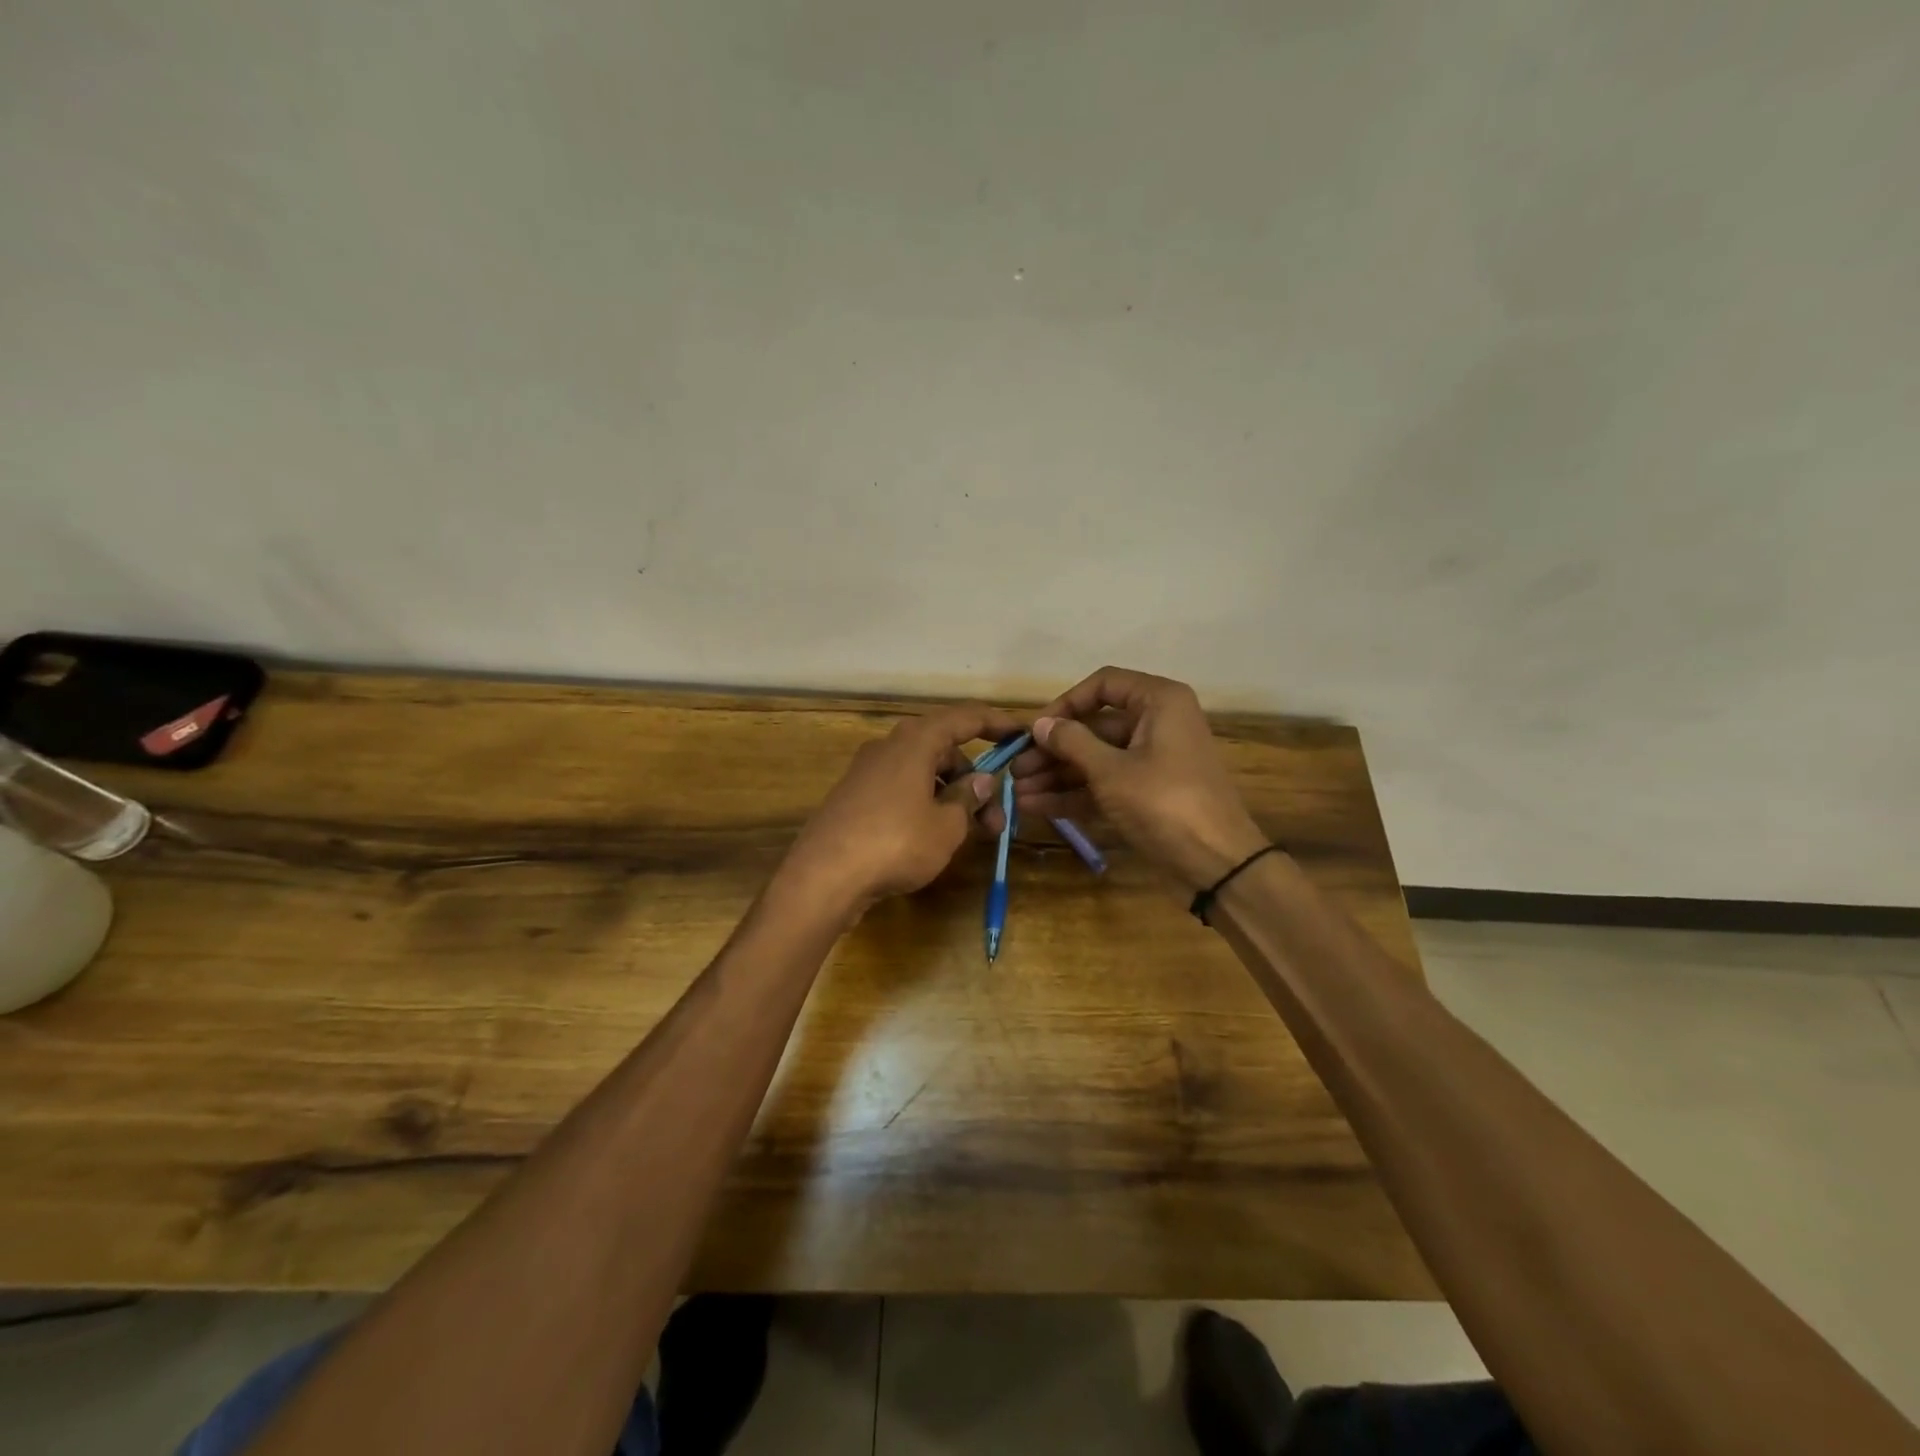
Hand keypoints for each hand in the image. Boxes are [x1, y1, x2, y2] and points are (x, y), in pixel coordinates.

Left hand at [780, 701, 1020, 915]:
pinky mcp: (855, 797)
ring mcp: (868, 772)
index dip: (995, 723)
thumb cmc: (895, 843)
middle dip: (975, 779)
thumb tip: (982, 780)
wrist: (823, 877)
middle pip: (943, 749)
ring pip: (922, 772)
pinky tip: (935, 835)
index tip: (1020, 734)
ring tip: (971, 834)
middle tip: (996, 817)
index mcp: (915, 742)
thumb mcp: (946, 826)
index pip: (963, 718)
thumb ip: (968, 798)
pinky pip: (902, 789)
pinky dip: (926, 803)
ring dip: (951, 795)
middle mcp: (889, 747)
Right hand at [1011, 667, 1267, 893]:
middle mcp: (1157, 724)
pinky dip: (1074, 794)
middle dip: (1054, 749)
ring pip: (1096, 759)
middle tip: (1016, 768)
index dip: (1066, 703)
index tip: (1036, 729)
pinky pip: (1105, 784)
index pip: (1104, 685)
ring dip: (1058, 775)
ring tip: (1018, 792)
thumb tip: (1040, 724)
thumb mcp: (1111, 770)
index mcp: (1159, 702)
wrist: (1217, 863)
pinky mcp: (1147, 794)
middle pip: (1095, 727)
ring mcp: (1152, 761)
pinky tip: (1037, 806)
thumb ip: (1071, 743)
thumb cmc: (1164, 802)